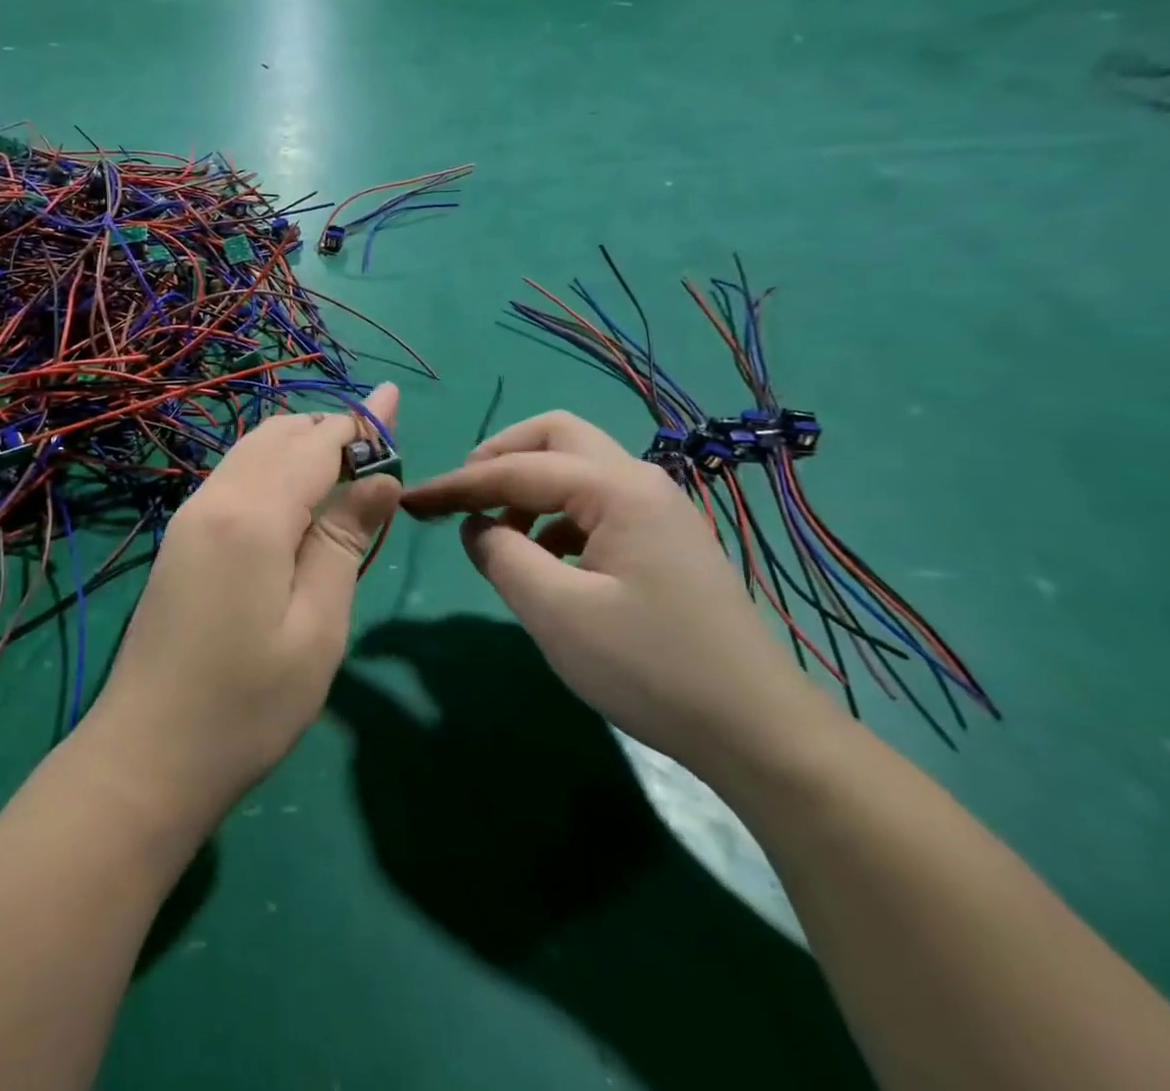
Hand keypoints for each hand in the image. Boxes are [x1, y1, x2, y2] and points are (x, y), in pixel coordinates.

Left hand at [76, 384, 401, 830]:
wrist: (147, 754)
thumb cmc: (248, 704)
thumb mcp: (317, 627)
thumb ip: (345, 541)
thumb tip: (381, 477)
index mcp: (252, 515)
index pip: (316, 445)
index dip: (360, 423)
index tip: (394, 401)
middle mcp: (214, 498)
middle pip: (278, 435)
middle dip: (329, 430)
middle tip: (378, 453)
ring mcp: (189, 516)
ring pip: (250, 451)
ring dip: (298, 446)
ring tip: (345, 470)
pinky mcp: (180, 538)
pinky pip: (233, 477)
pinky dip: (271, 468)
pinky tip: (295, 500)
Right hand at [401, 409, 838, 777]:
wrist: (757, 732)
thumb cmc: (650, 668)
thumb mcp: (556, 613)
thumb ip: (501, 555)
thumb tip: (476, 526)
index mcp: (617, 489)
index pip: (517, 469)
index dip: (457, 484)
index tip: (412, 501)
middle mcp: (640, 482)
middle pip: (555, 436)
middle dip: (499, 457)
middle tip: (463, 496)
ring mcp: (656, 510)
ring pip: (576, 466)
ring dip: (527, 486)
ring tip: (497, 535)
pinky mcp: (661, 540)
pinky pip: (593, 503)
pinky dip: (554, 515)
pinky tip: (543, 559)